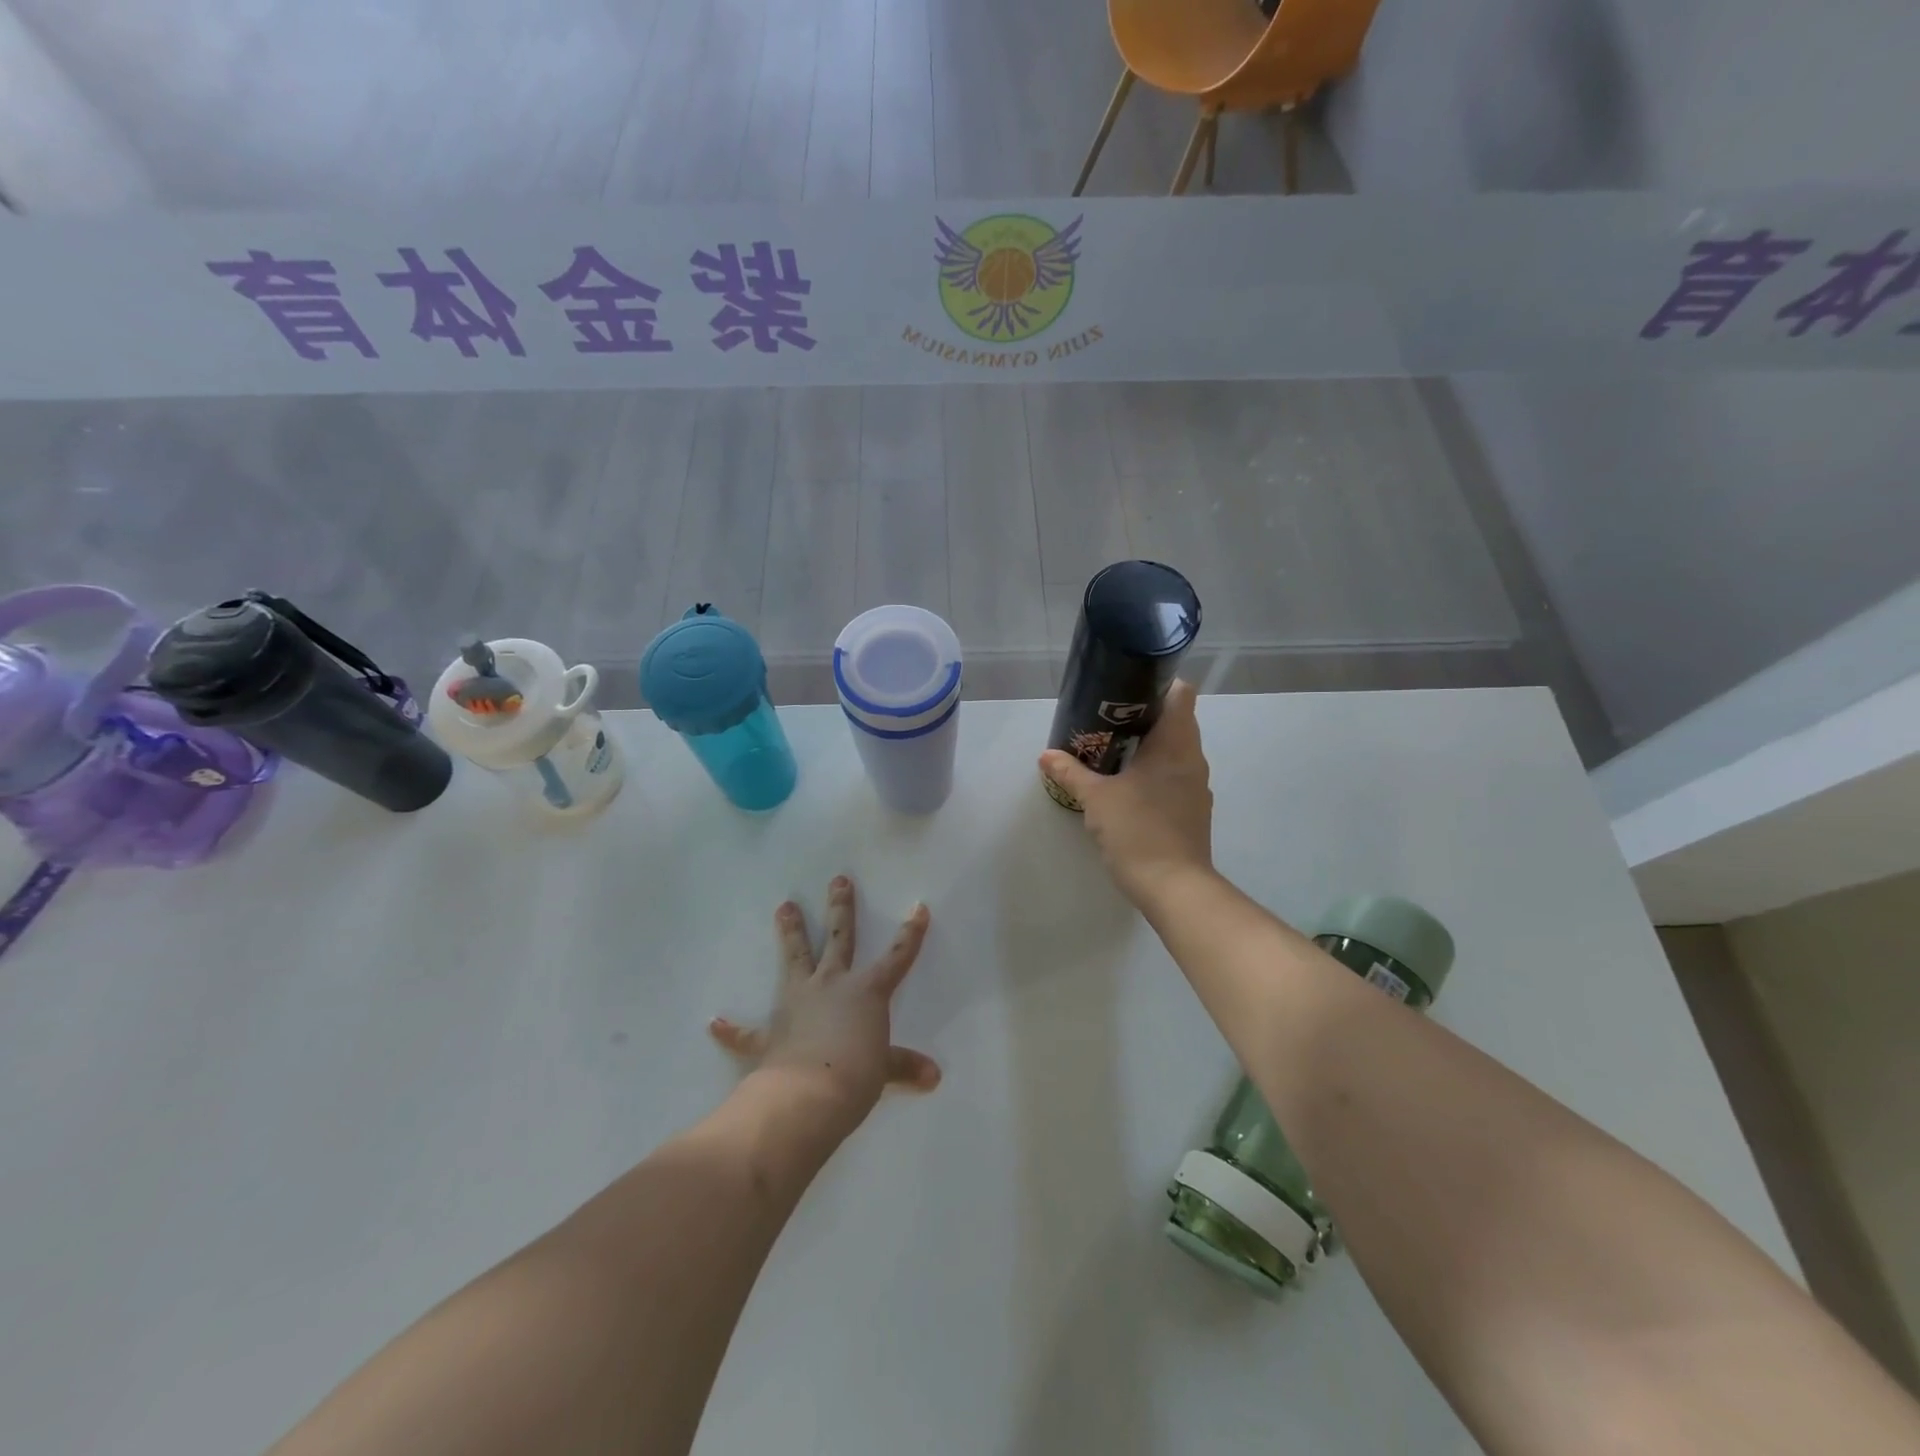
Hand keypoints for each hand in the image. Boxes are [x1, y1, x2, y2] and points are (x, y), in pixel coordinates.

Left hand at [709, 877, 940, 1133]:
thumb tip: (933, 1076)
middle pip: (839, 938)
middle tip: (838, 880)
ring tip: (784, 905)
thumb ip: (904, 1066)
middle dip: (841, 908)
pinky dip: (732, 1029)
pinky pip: (747, 1031)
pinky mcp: (770, 1032)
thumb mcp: (884, 1069)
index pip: (897, 956)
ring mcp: (798, 1002)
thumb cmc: (856, 1076)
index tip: (918, 907)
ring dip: (791, 932)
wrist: (808, 1096)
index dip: (910, 933)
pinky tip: (714, 1022)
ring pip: (795, 957)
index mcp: (866, 991)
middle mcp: (832, 985)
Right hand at [1039, 678, 1215, 907]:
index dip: (1158, 684)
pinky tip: (1128, 785)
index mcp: (1175, 744)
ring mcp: (1197, 785)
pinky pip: (1176, 774)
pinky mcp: (1193, 808)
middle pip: (1176, 720)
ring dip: (1149, 745)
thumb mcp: (1096, 799)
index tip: (1126, 691)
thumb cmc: (1138, 831)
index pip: (1181, 693)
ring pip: (1176, 749)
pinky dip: (1155, 770)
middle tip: (1106, 721)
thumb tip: (1046, 755)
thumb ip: (1071, 772)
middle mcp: (1193, 758)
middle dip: (1143, 716)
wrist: (1175, 887)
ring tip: (1113, 751)